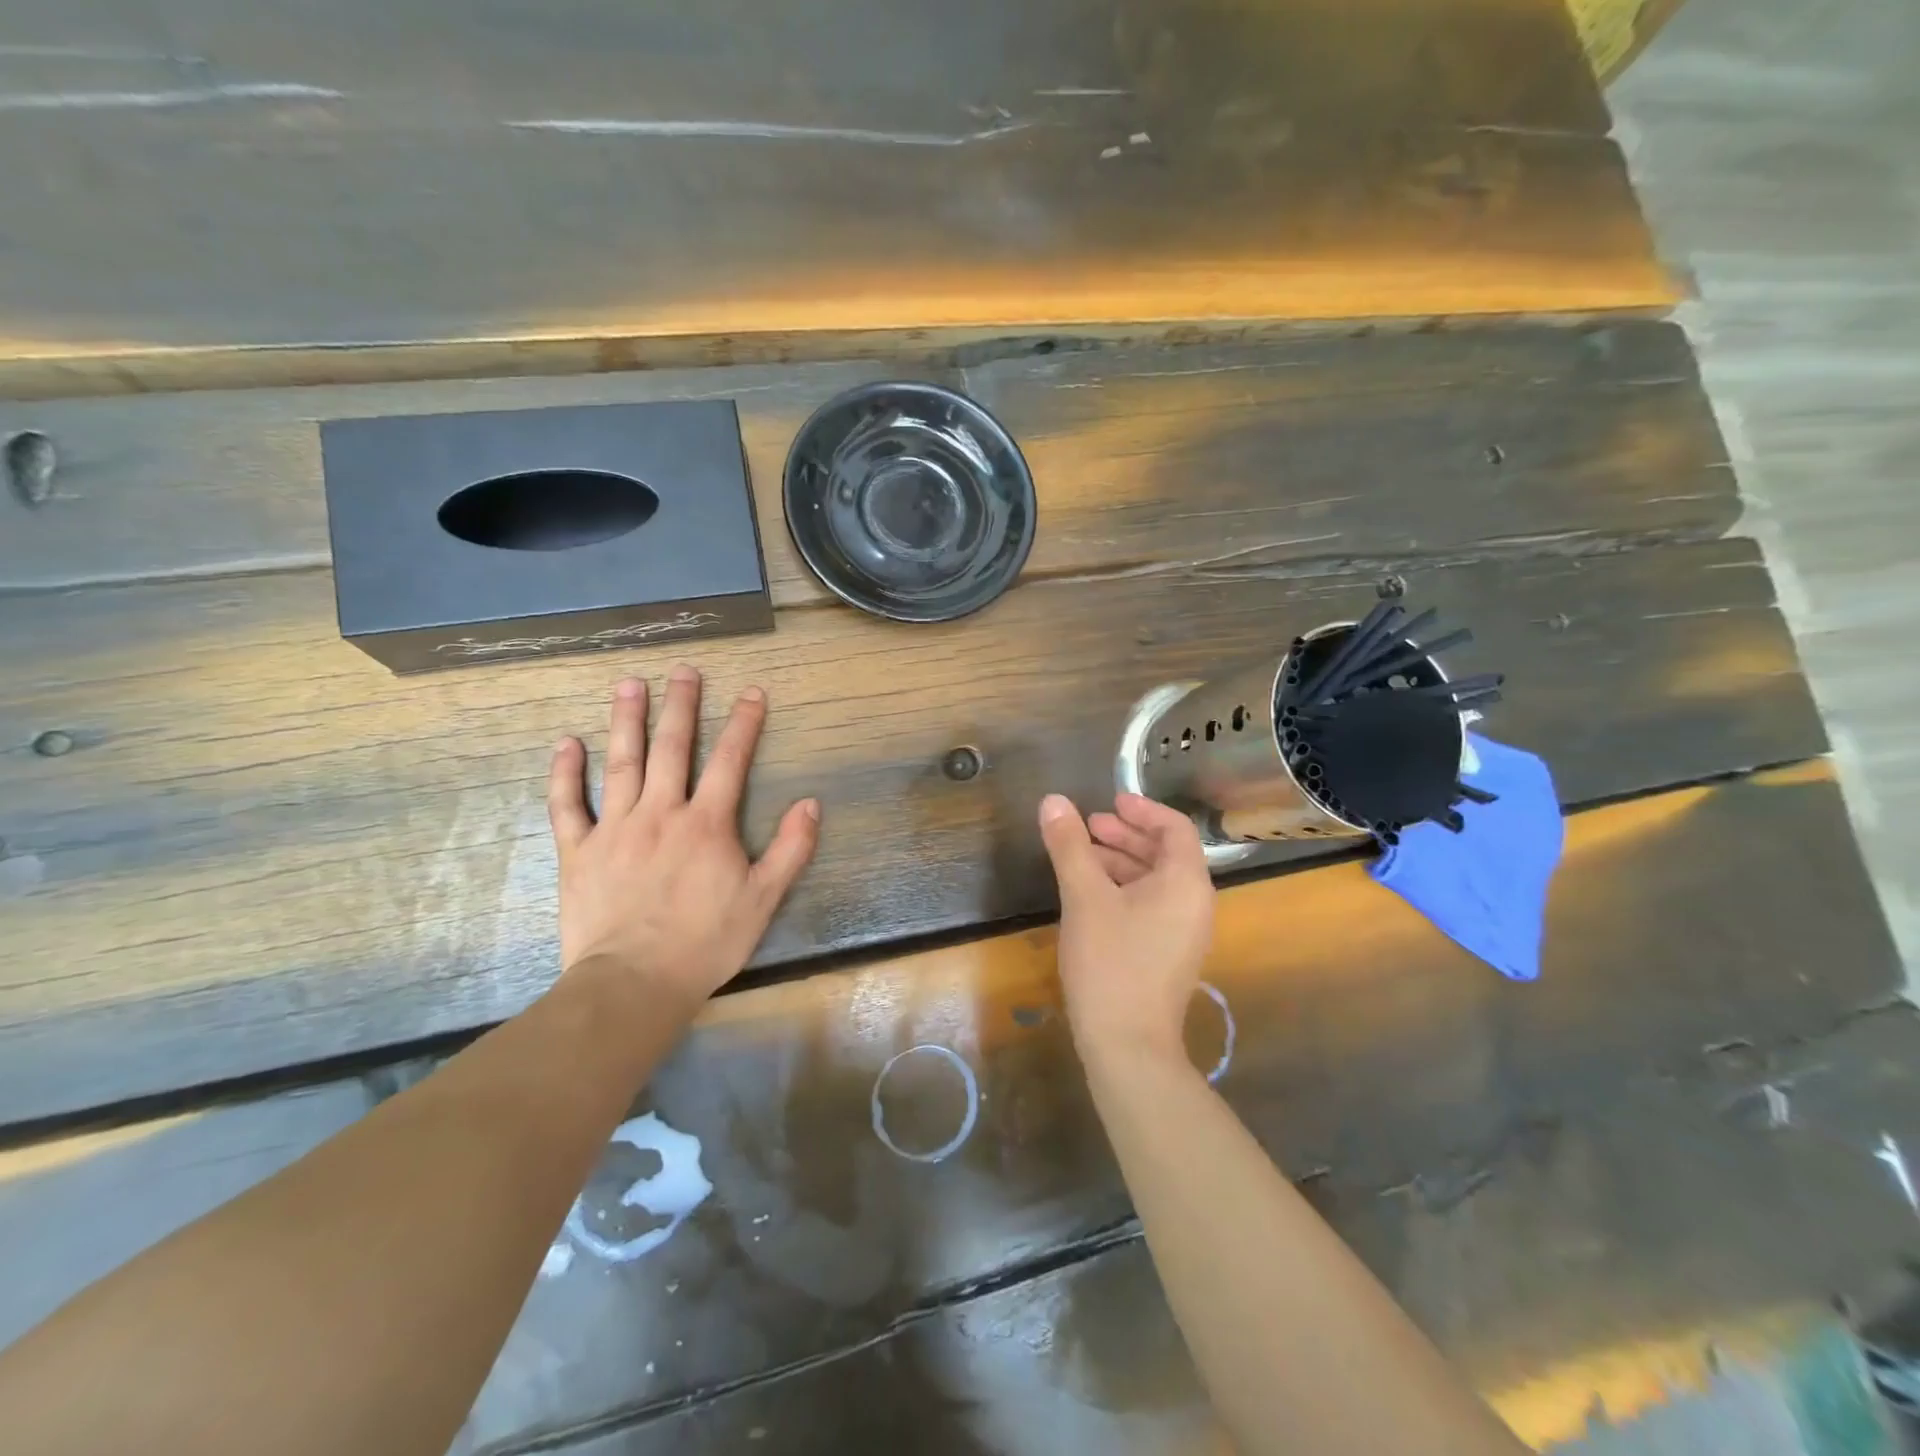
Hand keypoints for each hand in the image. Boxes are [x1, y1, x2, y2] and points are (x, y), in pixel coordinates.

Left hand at [546, 666, 820, 1007]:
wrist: (634, 983)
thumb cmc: (705, 942)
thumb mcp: (764, 899)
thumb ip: (791, 849)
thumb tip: (811, 803)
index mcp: (707, 823)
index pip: (730, 761)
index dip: (744, 723)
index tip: (752, 692)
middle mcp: (661, 812)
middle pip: (672, 748)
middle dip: (681, 706)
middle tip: (684, 670)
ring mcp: (615, 828)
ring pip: (621, 763)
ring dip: (627, 720)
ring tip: (630, 684)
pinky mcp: (578, 851)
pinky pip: (567, 805)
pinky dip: (565, 773)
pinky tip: (567, 742)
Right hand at [1037, 792, 1215, 1068]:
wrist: (1128, 1045)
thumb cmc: (1111, 962)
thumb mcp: (1084, 897)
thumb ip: (1069, 845)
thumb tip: (1053, 800)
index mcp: (1186, 882)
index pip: (1174, 828)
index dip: (1142, 809)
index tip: (1109, 802)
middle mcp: (1194, 903)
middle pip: (1165, 853)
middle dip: (1125, 835)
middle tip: (1088, 826)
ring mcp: (1183, 932)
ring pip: (1155, 880)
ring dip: (1120, 861)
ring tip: (1081, 855)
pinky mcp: (1168, 954)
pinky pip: (1151, 905)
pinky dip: (1123, 889)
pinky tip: (1089, 895)